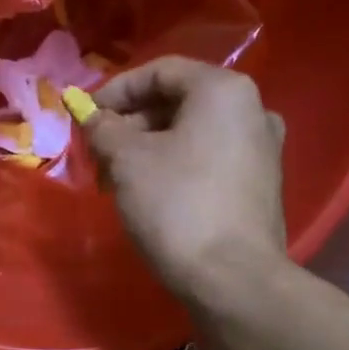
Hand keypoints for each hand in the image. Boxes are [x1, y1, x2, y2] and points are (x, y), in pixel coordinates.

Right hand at [86, 57, 287, 300]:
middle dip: (132, 124)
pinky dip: (176, 167)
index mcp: (224, 91)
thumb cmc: (177, 207)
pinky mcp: (261, 186)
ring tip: (117, 179)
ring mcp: (262, 150)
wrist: (233, 278)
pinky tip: (151, 195)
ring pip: (193, 134)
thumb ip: (105, 129)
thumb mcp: (128, 161)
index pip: (161, 71)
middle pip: (179, 102)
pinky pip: (210, 160)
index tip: (86, 117)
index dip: (116, 90)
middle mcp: (253, 110)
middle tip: (98, 153)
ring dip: (150, 149)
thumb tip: (93, 118)